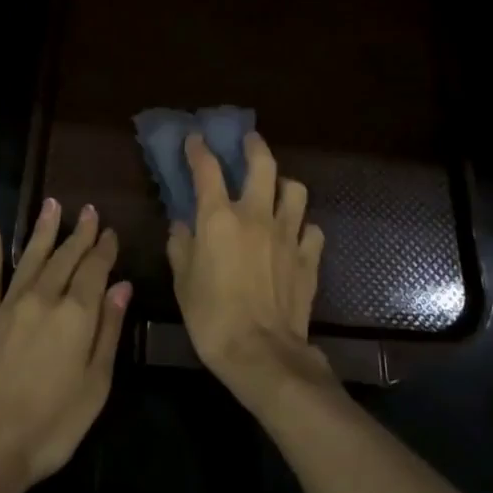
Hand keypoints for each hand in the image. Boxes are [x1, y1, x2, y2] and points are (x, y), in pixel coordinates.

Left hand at [0, 198, 130, 486]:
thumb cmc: (51, 425)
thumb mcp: (95, 385)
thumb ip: (108, 331)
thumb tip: (122, 287)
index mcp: (77, 314)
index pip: (95, 270)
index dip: (104, 249)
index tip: (110, 232)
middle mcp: (44, 298)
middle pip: (66, 257)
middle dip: (80, 233)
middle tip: (89, 211)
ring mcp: (9, 306)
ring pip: (32, 258)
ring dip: (44, 231)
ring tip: (53, 205)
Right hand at [167, 131, 329, 403]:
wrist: (261, 353)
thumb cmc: (212, 317)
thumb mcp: (183, 281)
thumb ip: (180, 246)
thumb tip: (181, 225)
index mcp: (219, 218)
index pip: (207, 169)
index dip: (199, 150)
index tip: (195, 139)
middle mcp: (256, 215)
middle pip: (262, 164)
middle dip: (254, 146)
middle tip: (248, 141)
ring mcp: (287, 234)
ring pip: (295, 190)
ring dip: (284, 184)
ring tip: (277, 189)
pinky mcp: (308, 257)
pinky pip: (312, 229)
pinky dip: (303, 226)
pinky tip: (296, 234)